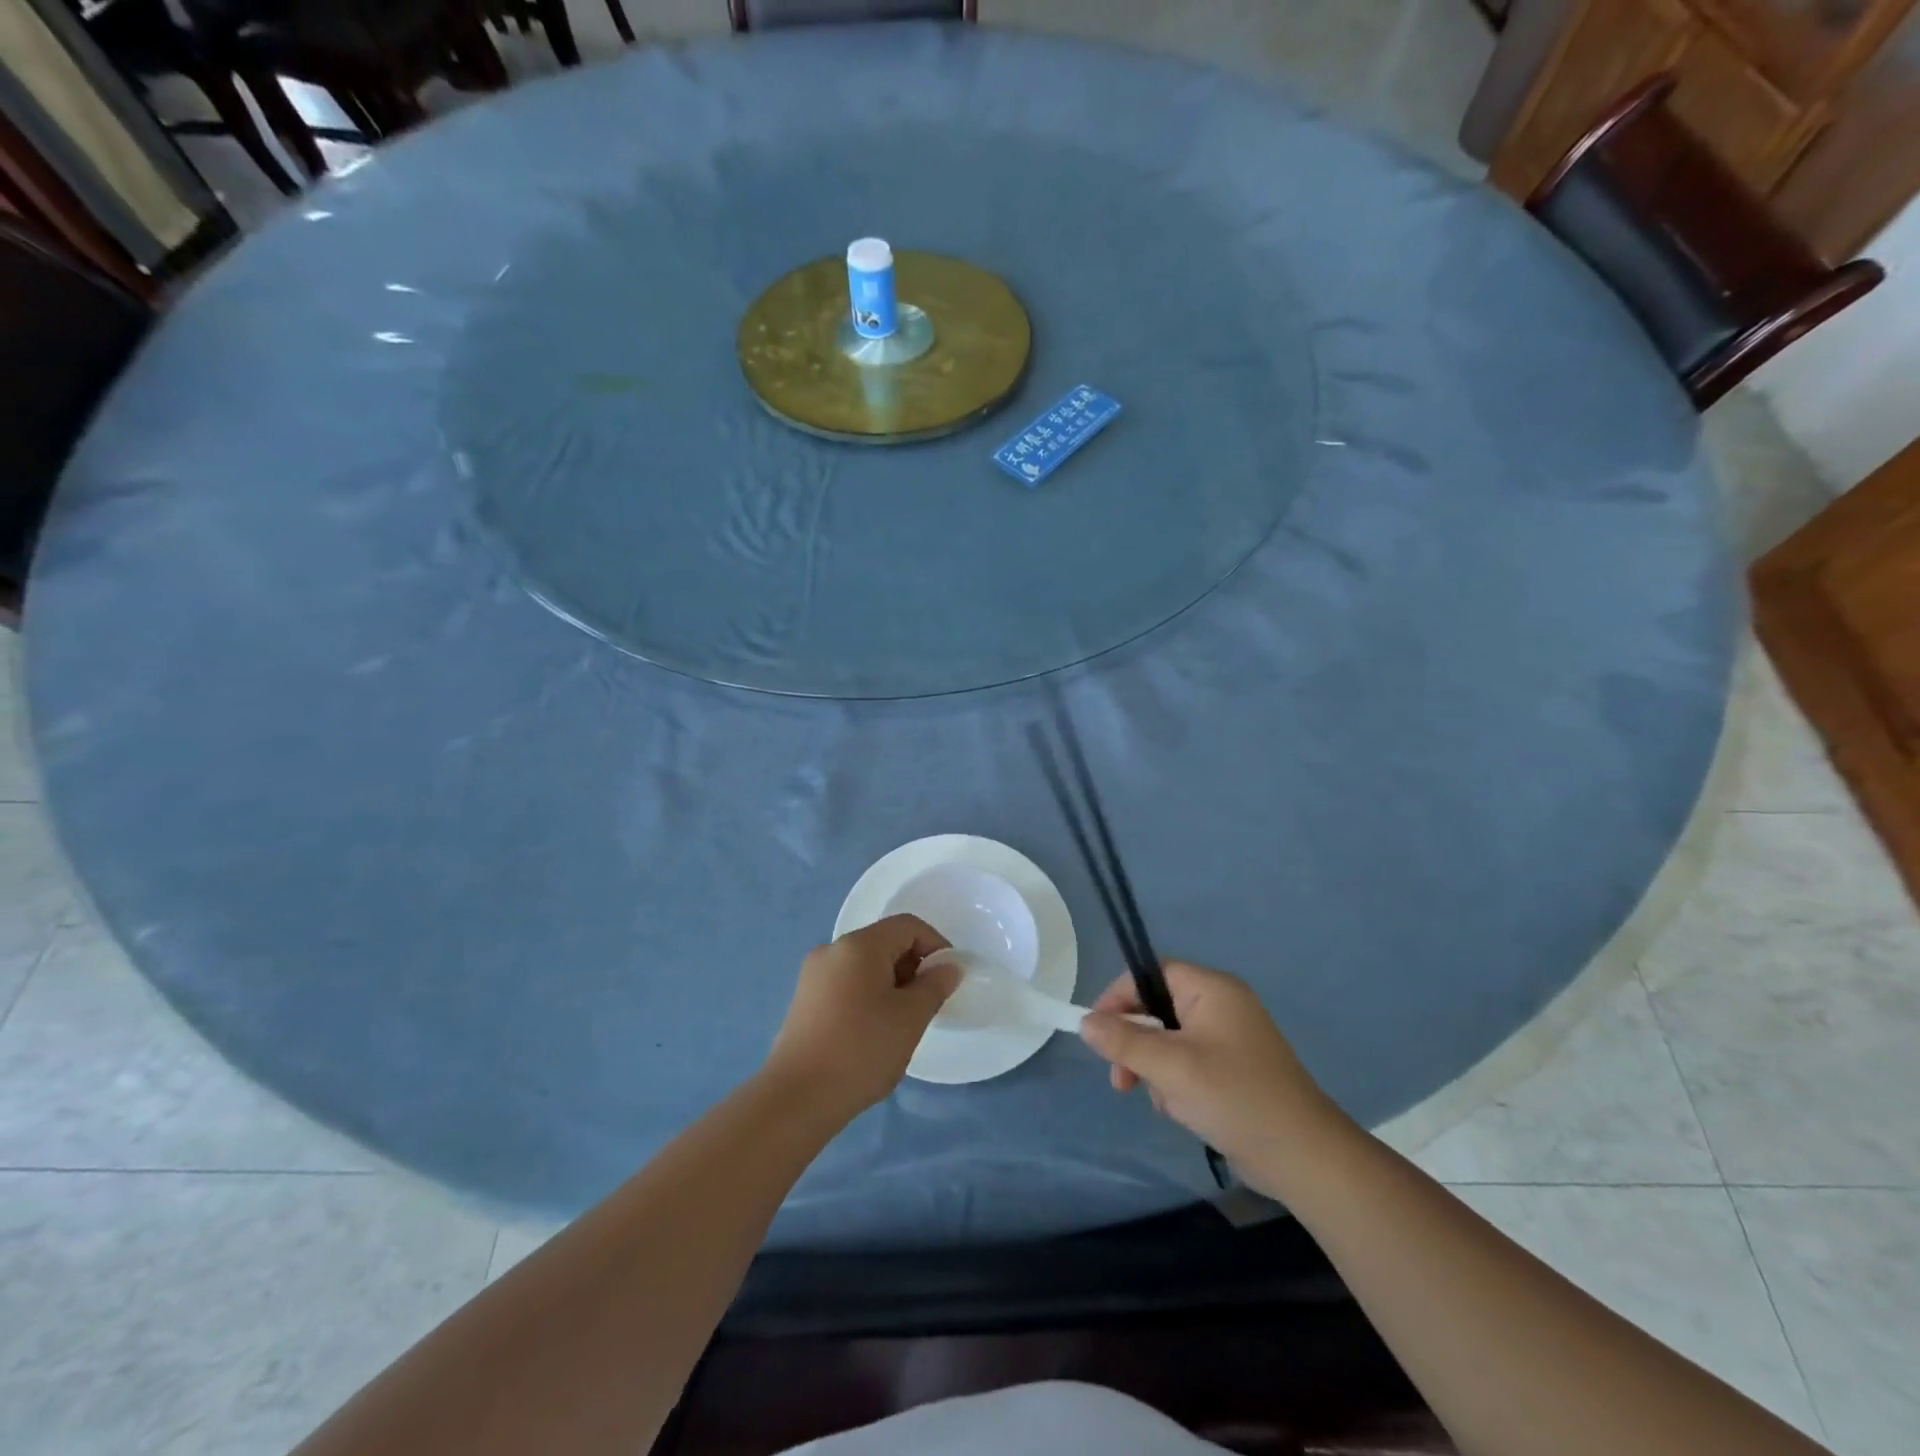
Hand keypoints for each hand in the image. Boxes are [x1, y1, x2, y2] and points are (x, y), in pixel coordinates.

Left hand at [763, 915, 960, 1122]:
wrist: (797, 1098)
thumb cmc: (861, 1050)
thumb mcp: (910, 1017)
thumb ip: (935, 985)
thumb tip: (949, 967)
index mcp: (859, 944)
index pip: (908, 926)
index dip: (936, 945)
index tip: (948, 980)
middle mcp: (833, 949)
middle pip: (885, 942)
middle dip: (913, 966)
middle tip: (926, 1005)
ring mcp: (814, 974)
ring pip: (866, 964)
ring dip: (892, 983)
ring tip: (901, 1023)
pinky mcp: (805, 999)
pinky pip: (847, 983)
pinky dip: (868, 995)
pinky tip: (873, 1032)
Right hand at [1078, 961, 1351, 1191]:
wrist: (1304, 1158)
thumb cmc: (1235, 1098)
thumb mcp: (1170, 1067)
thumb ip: (1124, 1041)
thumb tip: (1085, 1022)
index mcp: (1211, 989)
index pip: (1150, 974)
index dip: (1119, 996)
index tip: (1097, 1031)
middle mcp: (1221, 1005)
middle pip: (1157, 1008)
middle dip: (1136, 1044)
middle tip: (1122, 1080)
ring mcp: (1230, 1038)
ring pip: (1169, 1040)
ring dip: (1155, 1070)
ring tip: (1165, 1102)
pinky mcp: (1234, 1069)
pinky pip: (1188, 1062)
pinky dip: (1177, 1084)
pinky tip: (1183, 1111)